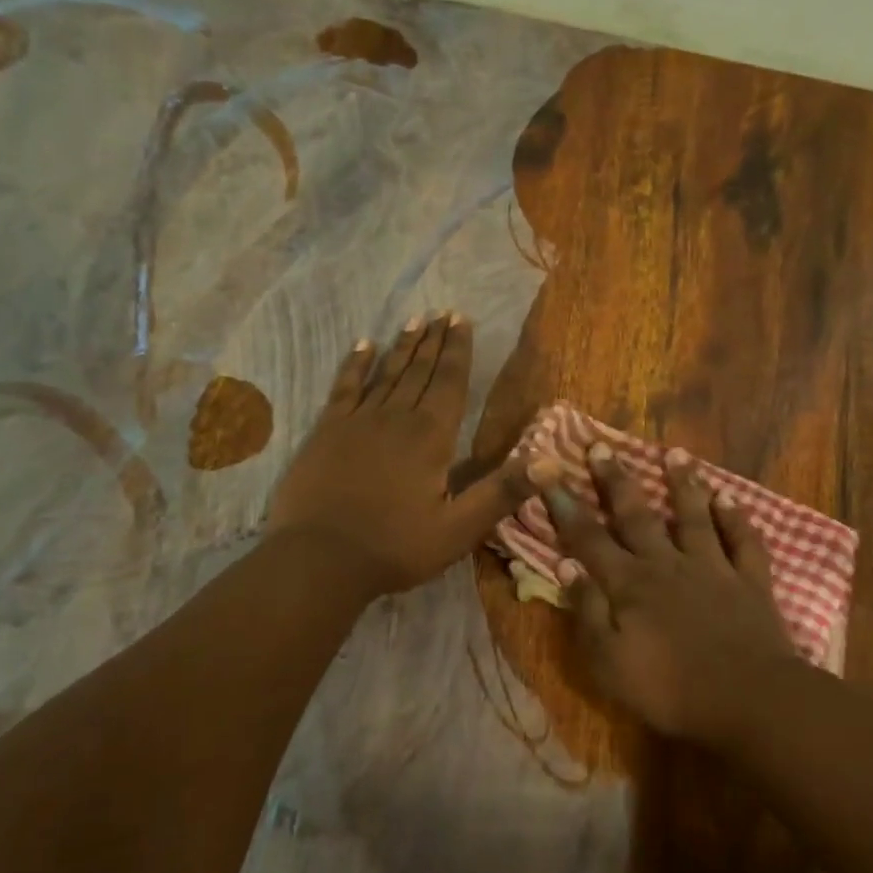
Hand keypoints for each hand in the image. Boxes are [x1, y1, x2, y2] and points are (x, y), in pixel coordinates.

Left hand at [268, 312, 544, 597]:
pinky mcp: (326, 432)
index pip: (450, 383)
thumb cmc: (395, 547)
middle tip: (443, 312)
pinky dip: (354, 365)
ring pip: (386, 374)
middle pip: (419, 371)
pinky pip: (344, 388)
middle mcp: (396, 418)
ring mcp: (357, 421)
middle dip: (434, 341)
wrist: (319, 560)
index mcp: (431, 437)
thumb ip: (503, 491)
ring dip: (403, 346)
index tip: (461, 320)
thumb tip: (552, 460)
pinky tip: (362, 346)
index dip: (458, 351)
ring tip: (415, 320)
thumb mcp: (459, 528)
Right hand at [546, 443, 801, 745]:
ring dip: (683, 483)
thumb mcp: (609, 662)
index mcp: (629, 585)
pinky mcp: (749, 581)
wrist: (747, 699)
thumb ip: (587, 612)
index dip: (566, 506)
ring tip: (675, 453)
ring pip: (693, 516)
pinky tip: (729, 498)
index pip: (589, 538)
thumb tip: (567, 567)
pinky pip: (743, 541)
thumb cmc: (669, 689)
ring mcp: (712, 568)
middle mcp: (667, 564)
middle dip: (616, 481)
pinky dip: (736, 517)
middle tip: (601, 447)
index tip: (549, 472)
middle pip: (637, 516)